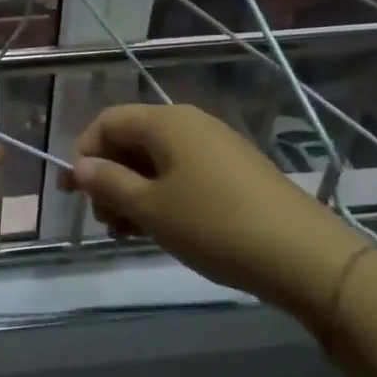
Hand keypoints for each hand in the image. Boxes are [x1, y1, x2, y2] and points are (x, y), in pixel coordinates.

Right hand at [64, 104, 366, 318]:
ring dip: (134, 191)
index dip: (83, 152)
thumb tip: (80, 166)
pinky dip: (162, 196)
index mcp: (166, 122)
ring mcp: (216, 146)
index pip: (107, 121)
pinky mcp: (235, 171)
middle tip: (105, 221)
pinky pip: (183, 173)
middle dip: (109, 177)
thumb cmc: (213, 224)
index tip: (73, 192)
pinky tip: (162, 229)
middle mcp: (190, 124)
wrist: (303, 255)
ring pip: (157, 160)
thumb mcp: (150, 208)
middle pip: (132, 140)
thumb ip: (108, 183)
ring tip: (130, 232)